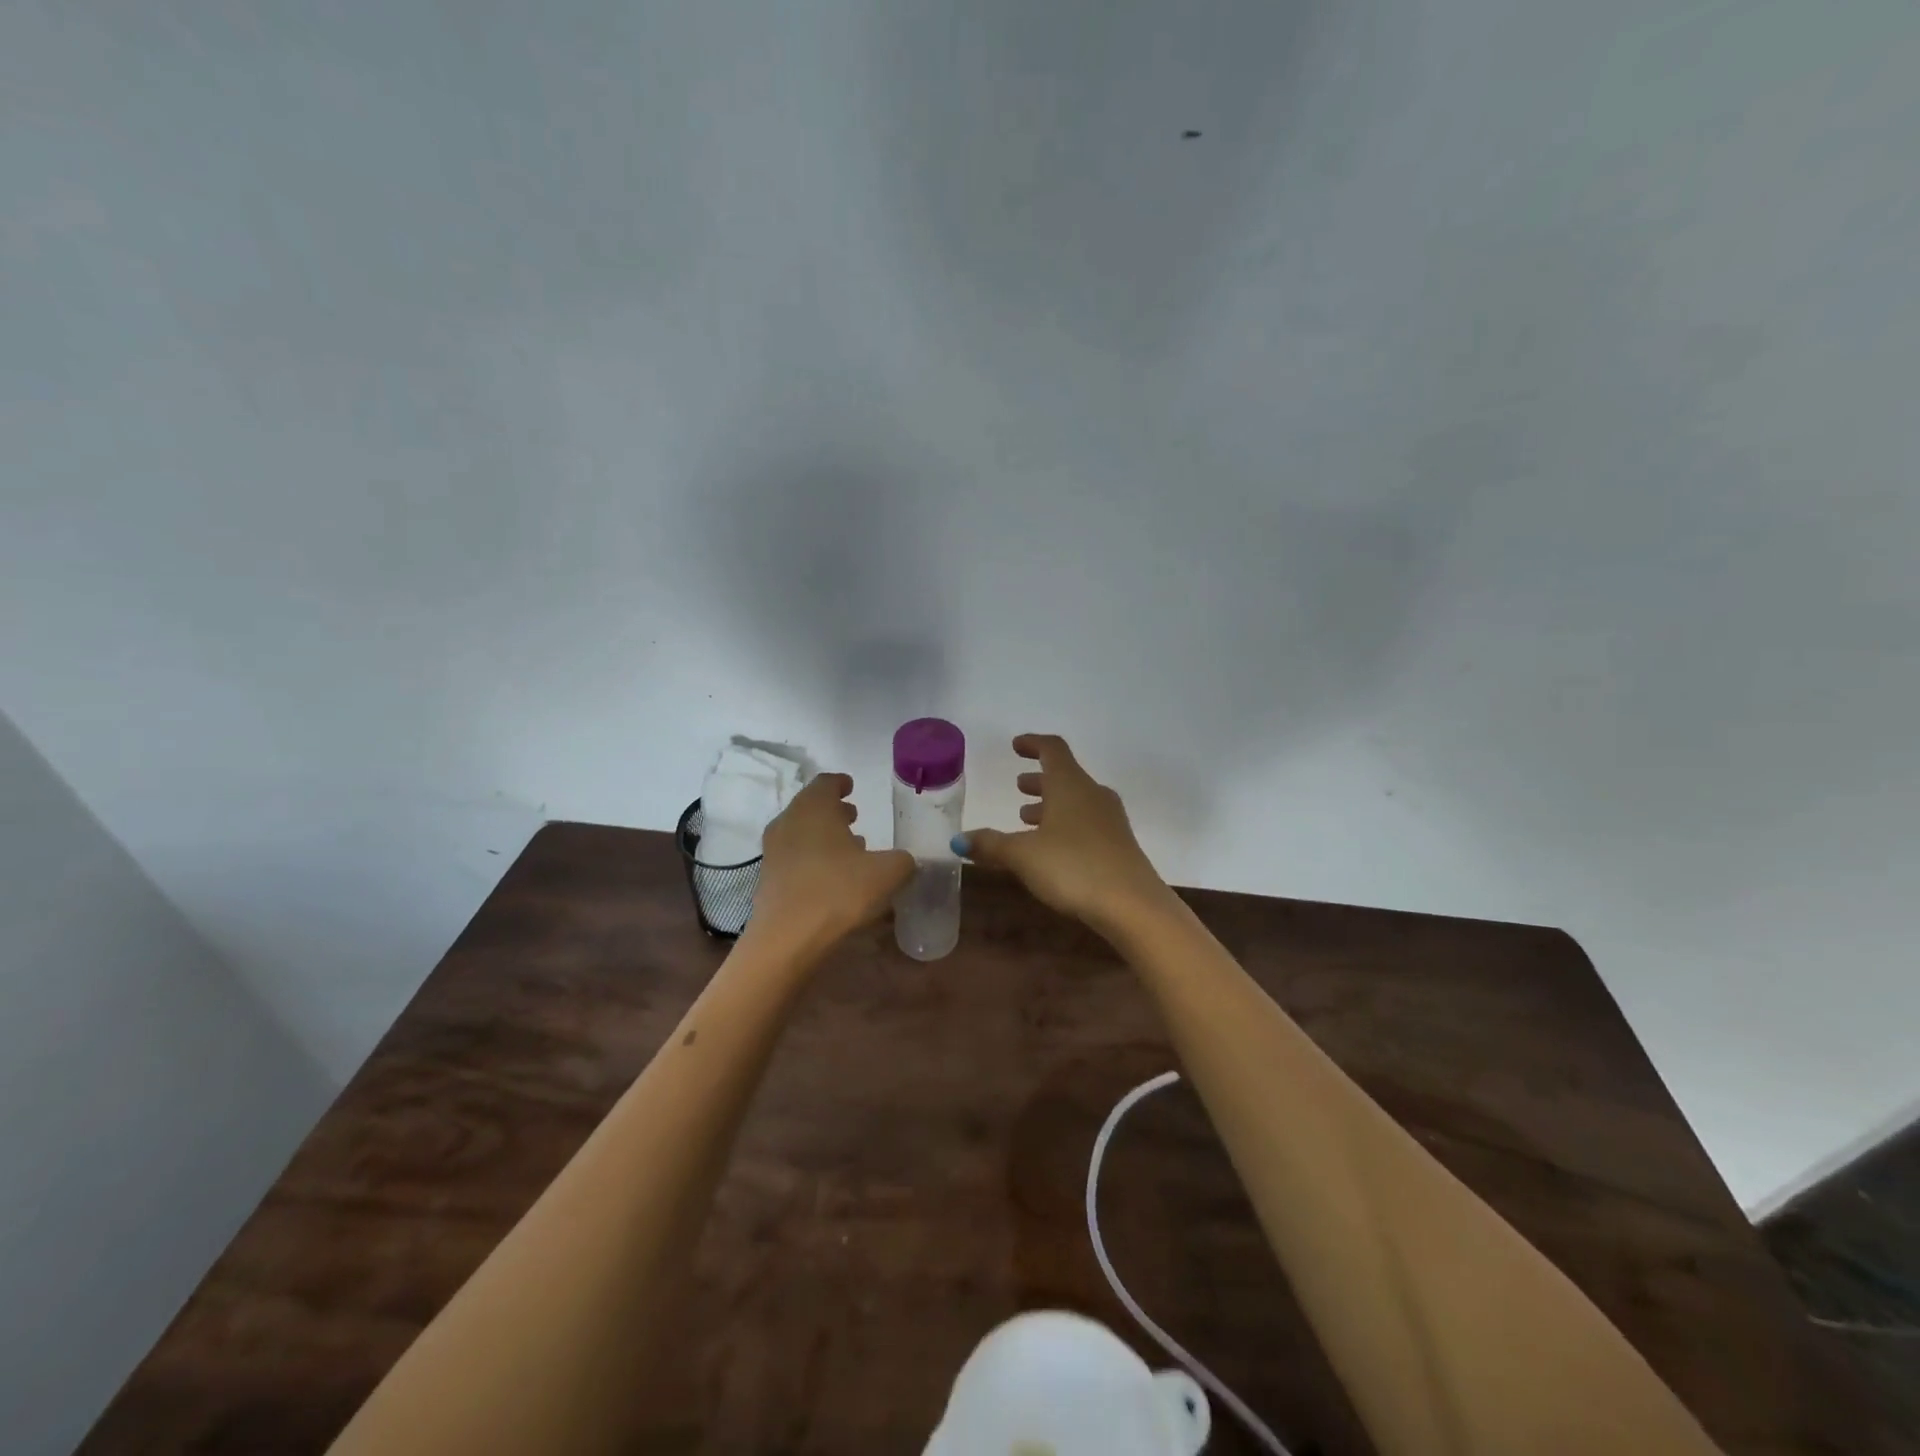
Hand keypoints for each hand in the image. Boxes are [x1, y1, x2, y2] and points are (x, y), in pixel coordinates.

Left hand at [747, 773, 914, 958]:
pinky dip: (813, 857)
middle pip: (811, 806)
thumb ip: (903, 860)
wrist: (787, 938)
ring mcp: (774, 850)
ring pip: (801, 831)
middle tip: (855, 817)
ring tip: (849, 848)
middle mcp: (789, 821)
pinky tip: (832, 875)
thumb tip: (906, 860)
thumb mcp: (887, 873)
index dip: (841, 783)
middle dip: (833, 810)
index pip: (826, 782)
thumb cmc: (839, 891)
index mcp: (814, 807)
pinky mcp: (768, 878)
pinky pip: (794, 856)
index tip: (852, 787)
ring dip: (823, 835)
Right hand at [955, 734, 1170, 933]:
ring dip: (1051, 805)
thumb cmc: (1073, 867)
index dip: (1033, 744)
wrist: (1132, 905)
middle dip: (1039, 780)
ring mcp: (1110, 820)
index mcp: (1070, 784)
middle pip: (1065, 776)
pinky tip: (1052, 849)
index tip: (1016, 746)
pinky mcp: (1119, 845)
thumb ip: (990, 845)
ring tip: (1027, 818)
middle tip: (1018, 786)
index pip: (1052, 749)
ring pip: (1076, 801)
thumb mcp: (1023, 855)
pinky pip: (1087, 823)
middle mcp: (1093, 794)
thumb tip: (958, 840)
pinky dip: (1065, 825)